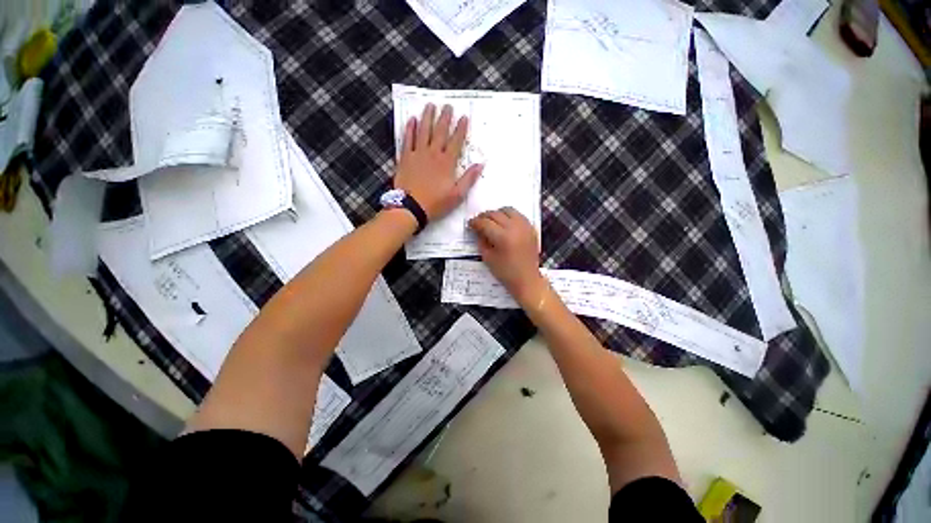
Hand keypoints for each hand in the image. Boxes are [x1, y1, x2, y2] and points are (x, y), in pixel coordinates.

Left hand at [393, 103, 483, 220]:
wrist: (410, 207)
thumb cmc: (435, 203)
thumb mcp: (457, 195)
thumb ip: (468, 179)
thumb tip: (480, 164)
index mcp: (447, 163)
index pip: (456, 142)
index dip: (461, 129)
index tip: (464, 117)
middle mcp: (433, 154)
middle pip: (440, 132)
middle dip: (445, 118)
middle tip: (448, 106)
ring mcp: (417, 154)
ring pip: (423, 131)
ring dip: (427, 117)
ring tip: (430, 105)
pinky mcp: (405, 158)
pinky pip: (407, 139)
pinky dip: (410, 129)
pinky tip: (412, 120)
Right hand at [469, 207, 546, 305]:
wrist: (527, 279)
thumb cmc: (506, 272)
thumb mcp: (488, 258)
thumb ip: (481, 241)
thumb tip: (477, 230)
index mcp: (502, 237)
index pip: (485, 223)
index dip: (475, 222)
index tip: (470, 224)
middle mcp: (514, 227)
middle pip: (495, 214)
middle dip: (484, 216)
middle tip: (478, 222)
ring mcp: (524, 226)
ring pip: (508, 210)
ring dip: (497, 213)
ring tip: (492, 221)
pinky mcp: (531, 228)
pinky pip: (518, 215)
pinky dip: (509, 216)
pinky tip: (505, 223)